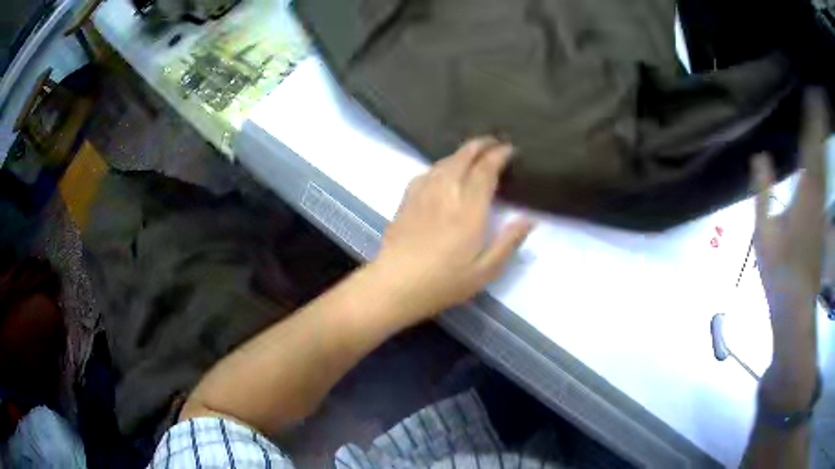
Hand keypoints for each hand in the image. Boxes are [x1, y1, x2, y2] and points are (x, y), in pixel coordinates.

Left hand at [371, 137, 532, 322]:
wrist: (394, 285)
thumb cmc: (443, 282)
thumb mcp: (485, 270)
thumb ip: (509, 242)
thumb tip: (530, 219)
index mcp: (469, 208)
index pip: (486, 170)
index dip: (499, 155)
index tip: (510, 149)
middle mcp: (446, 193)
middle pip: (463, 157)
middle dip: (480, 145)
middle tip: (494, 142)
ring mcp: (423, 194)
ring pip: (444, 162)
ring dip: (461, 152)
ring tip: (472, 153)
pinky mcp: (406, 200)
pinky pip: (426, 173)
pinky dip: (440, 165)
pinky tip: (442, 172)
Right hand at [753, 90, 828, 406]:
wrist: (796, 306)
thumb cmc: (778, 272)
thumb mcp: (763, 233)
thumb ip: (763, 191)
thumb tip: (760, 155)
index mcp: (805, 192)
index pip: (810, 144)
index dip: (810, 118)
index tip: (807, 92)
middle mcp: (817, 192)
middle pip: (819, 148)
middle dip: (817, 120)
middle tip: (811, 92)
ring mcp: (821, 205)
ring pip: (822, 161)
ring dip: (819, 136)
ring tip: (815, 112)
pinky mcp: (822, 215)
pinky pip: (822, 176)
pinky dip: (820, 157)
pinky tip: (816, 149)